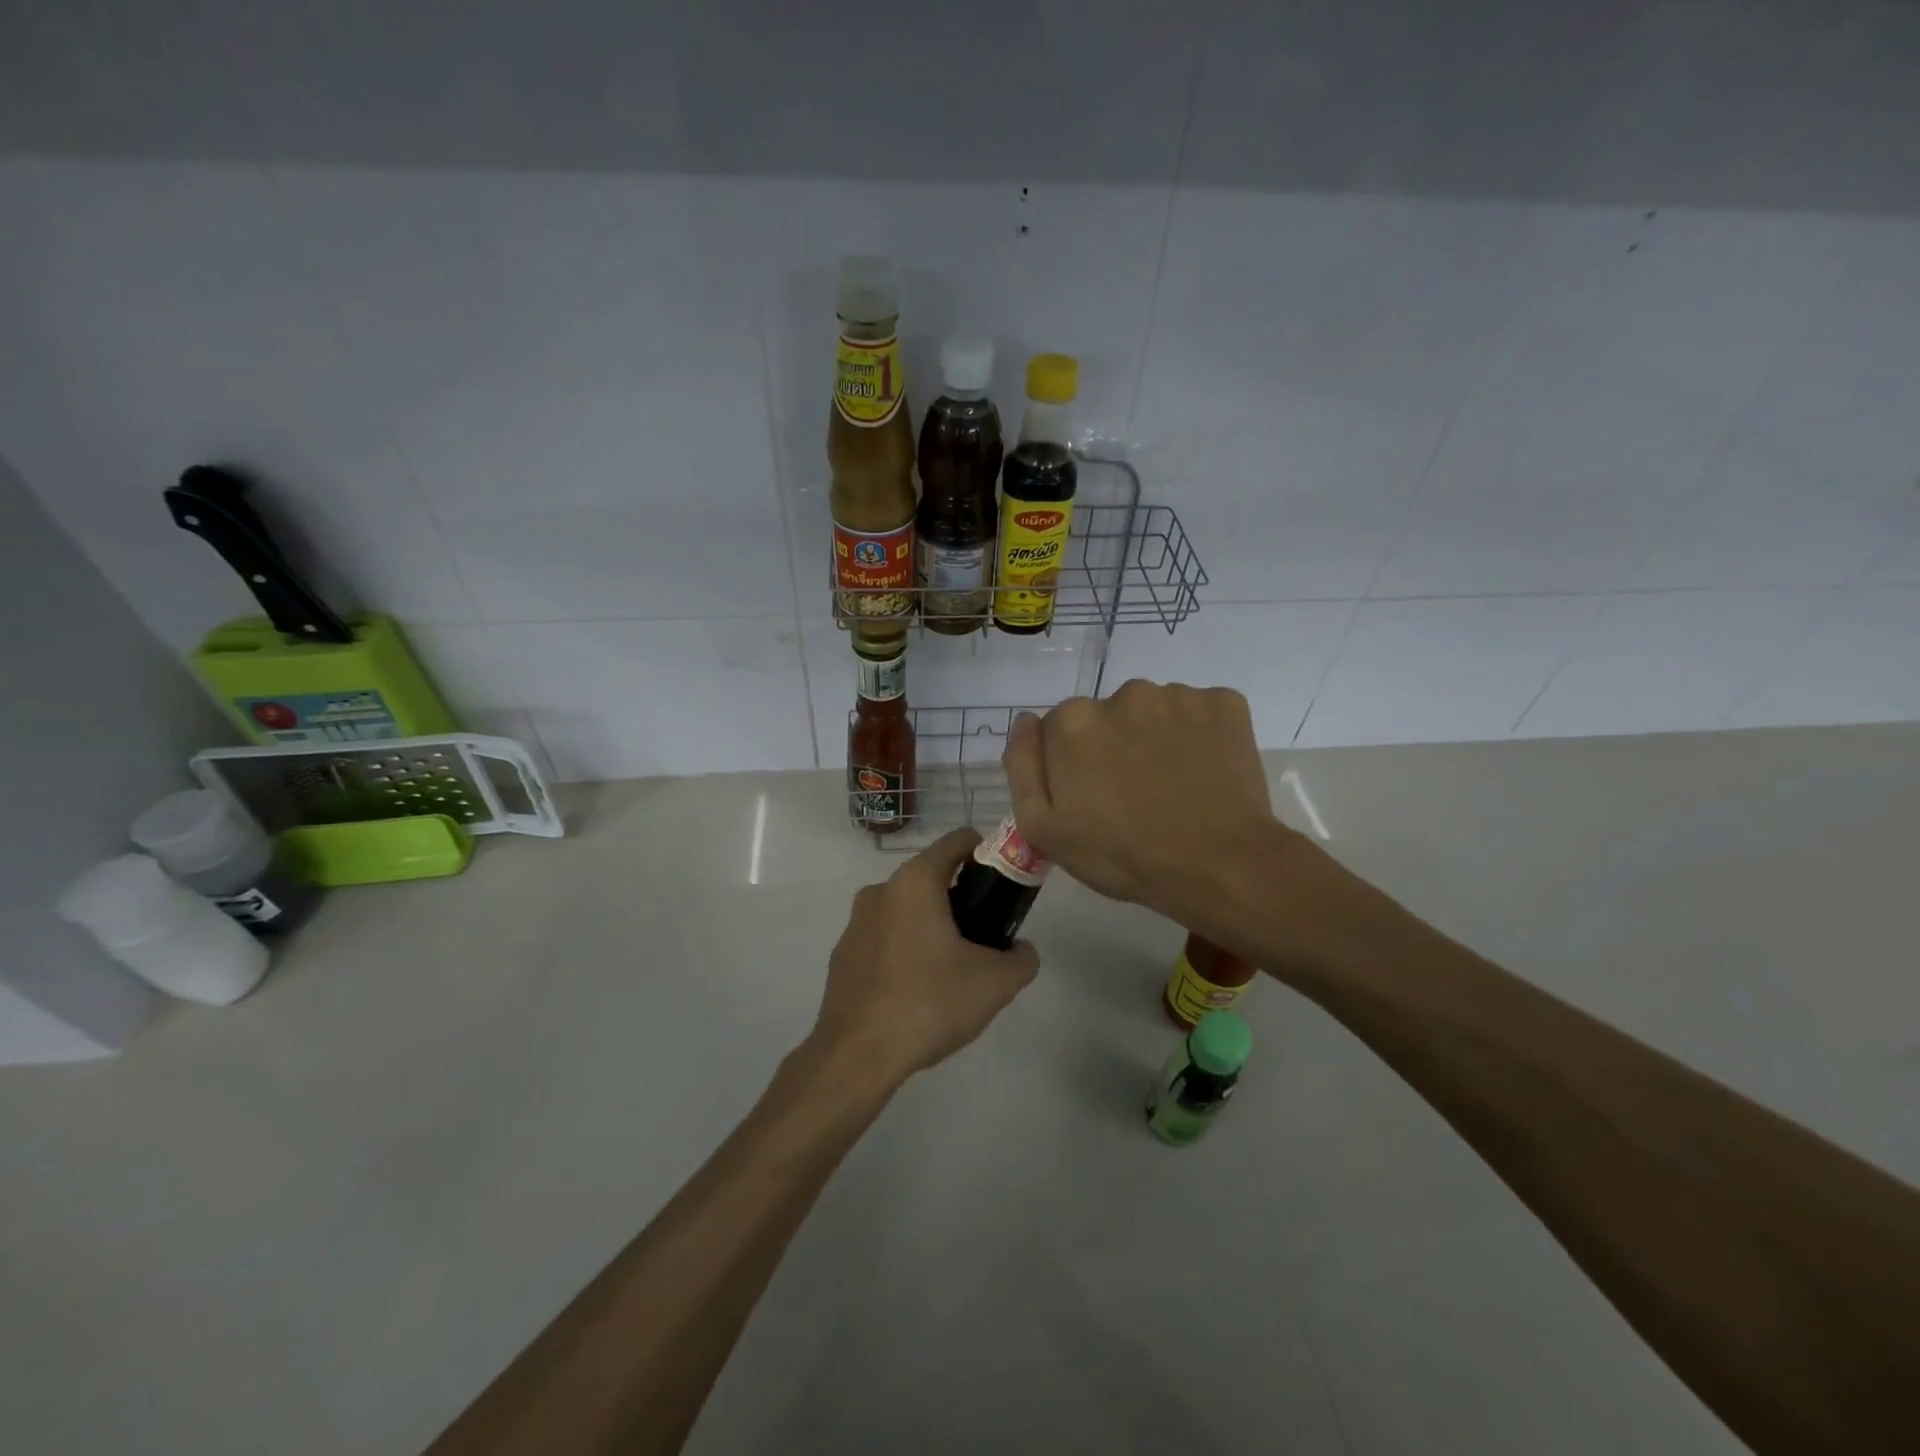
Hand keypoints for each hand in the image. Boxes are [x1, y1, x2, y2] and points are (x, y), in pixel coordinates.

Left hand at [812, 828, 1040, 1086]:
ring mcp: (856, 922)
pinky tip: (917, 990)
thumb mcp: (995, 984)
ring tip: (953, 970)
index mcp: (915, 881)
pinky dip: (905, 949)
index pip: (959, 841)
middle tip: (986, 937)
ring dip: (933, 925)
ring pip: (907, 908)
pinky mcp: (843, 954)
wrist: (856, 1056)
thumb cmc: (928, 1004)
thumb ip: (1022, 958)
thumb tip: (1023, 950)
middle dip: (963, 898)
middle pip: (933, 876)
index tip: (1004, 887)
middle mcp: (881, 890)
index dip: (988, 855)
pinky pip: (885, 937)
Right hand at [1002, 680, 1282, 925]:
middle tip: (1133, 797)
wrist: (1219, 867)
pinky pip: (1199, 713)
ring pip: (1153, 713)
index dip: (1072, 765)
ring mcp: (1177, 696)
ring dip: (1155, 739)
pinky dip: (1199, 736)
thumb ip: (1022, 766)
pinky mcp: (1224, 703)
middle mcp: (1122, 693)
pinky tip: (1204, 774)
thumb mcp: (1042, 828)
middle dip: (1113, 747)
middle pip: (1107, 717)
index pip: (1059, 730)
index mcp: (1073, 721)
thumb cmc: (1122, 855)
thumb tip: (1026, 721)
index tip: (1092, 798)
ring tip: (1173, 788)